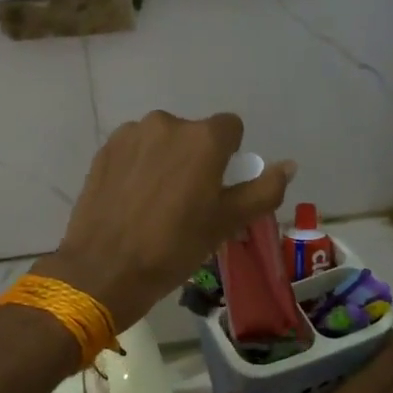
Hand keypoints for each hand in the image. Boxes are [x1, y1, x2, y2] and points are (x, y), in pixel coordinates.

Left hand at [36, 112, 293, 330]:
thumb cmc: (174, 247)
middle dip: (196, 160)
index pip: (231, 128)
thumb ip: (264, 190)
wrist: (105, 268)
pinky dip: (138, 168)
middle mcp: (166, 123)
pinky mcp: (104, 150)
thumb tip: (288, 165)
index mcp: (203, 138)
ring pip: (161, 142)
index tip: (218, 188)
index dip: (229, 157)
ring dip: (166, 162)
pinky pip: (134, 151)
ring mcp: (131, 135)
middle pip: (193, 135)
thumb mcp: (227, 223)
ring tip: (156, 204)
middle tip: (188, 202)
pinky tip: (131, 201)